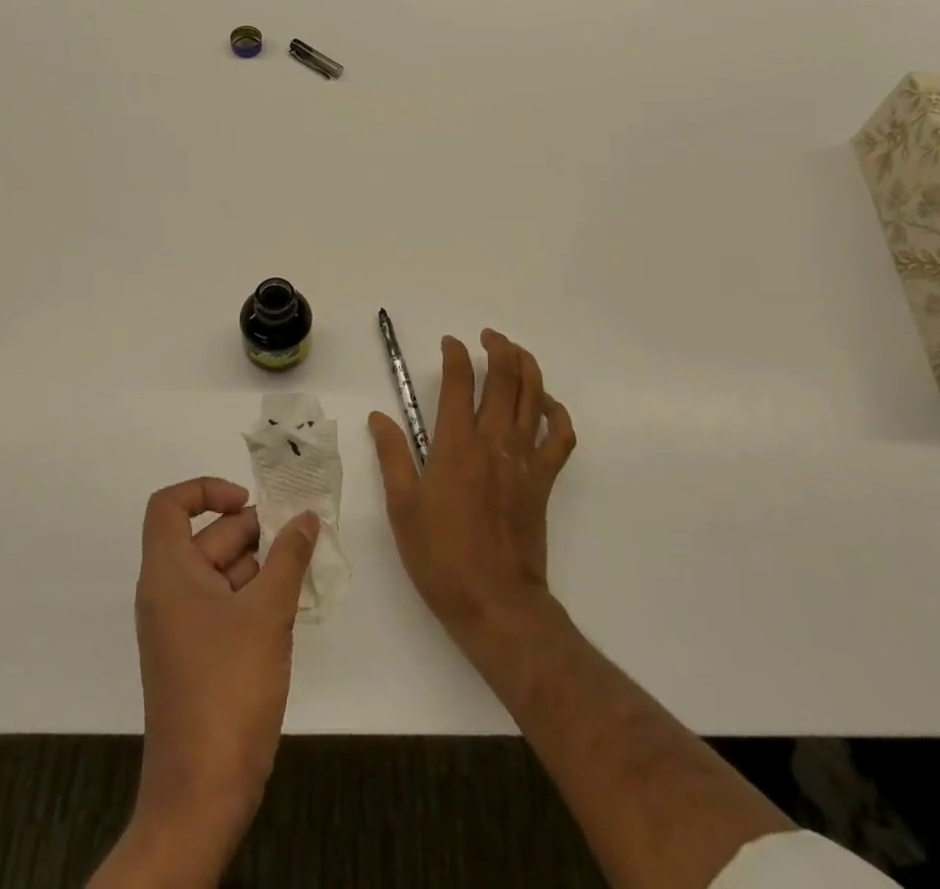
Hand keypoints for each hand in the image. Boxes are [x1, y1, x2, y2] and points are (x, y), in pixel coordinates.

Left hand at [125, 477, 318, 872]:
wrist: (202, 793)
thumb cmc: (228, 688)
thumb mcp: (268, 614)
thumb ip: (289, 557)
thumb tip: (306, 518)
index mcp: (169, 573)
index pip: (169, 505)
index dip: (206, 490)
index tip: (248, 502)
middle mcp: (169, 592)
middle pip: (208, 537)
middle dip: (254, 532)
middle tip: (301, 537)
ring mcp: (182, 626)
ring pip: (222, 572)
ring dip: (262, 566)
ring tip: (303, 571)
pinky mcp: (198, 654)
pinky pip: (225, 604)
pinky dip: (255, 597)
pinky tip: (291, 607)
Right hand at [370, 330, 575, 640]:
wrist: (495, 603)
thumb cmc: (440, 556)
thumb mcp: (402, 506)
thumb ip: (392, 455)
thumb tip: (379, 417)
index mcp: (456, 445)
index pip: (459, 382)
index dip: (455, 355)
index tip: (450, 343)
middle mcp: (494, 442)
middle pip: (505, 379)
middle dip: (498, 348)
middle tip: (487, 337)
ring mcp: (524, 459)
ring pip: (535, 397)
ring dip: (527, 367)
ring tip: (515, 352)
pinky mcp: (544, 480)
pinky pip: (561, 438)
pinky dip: (557, 414)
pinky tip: (547, 405)